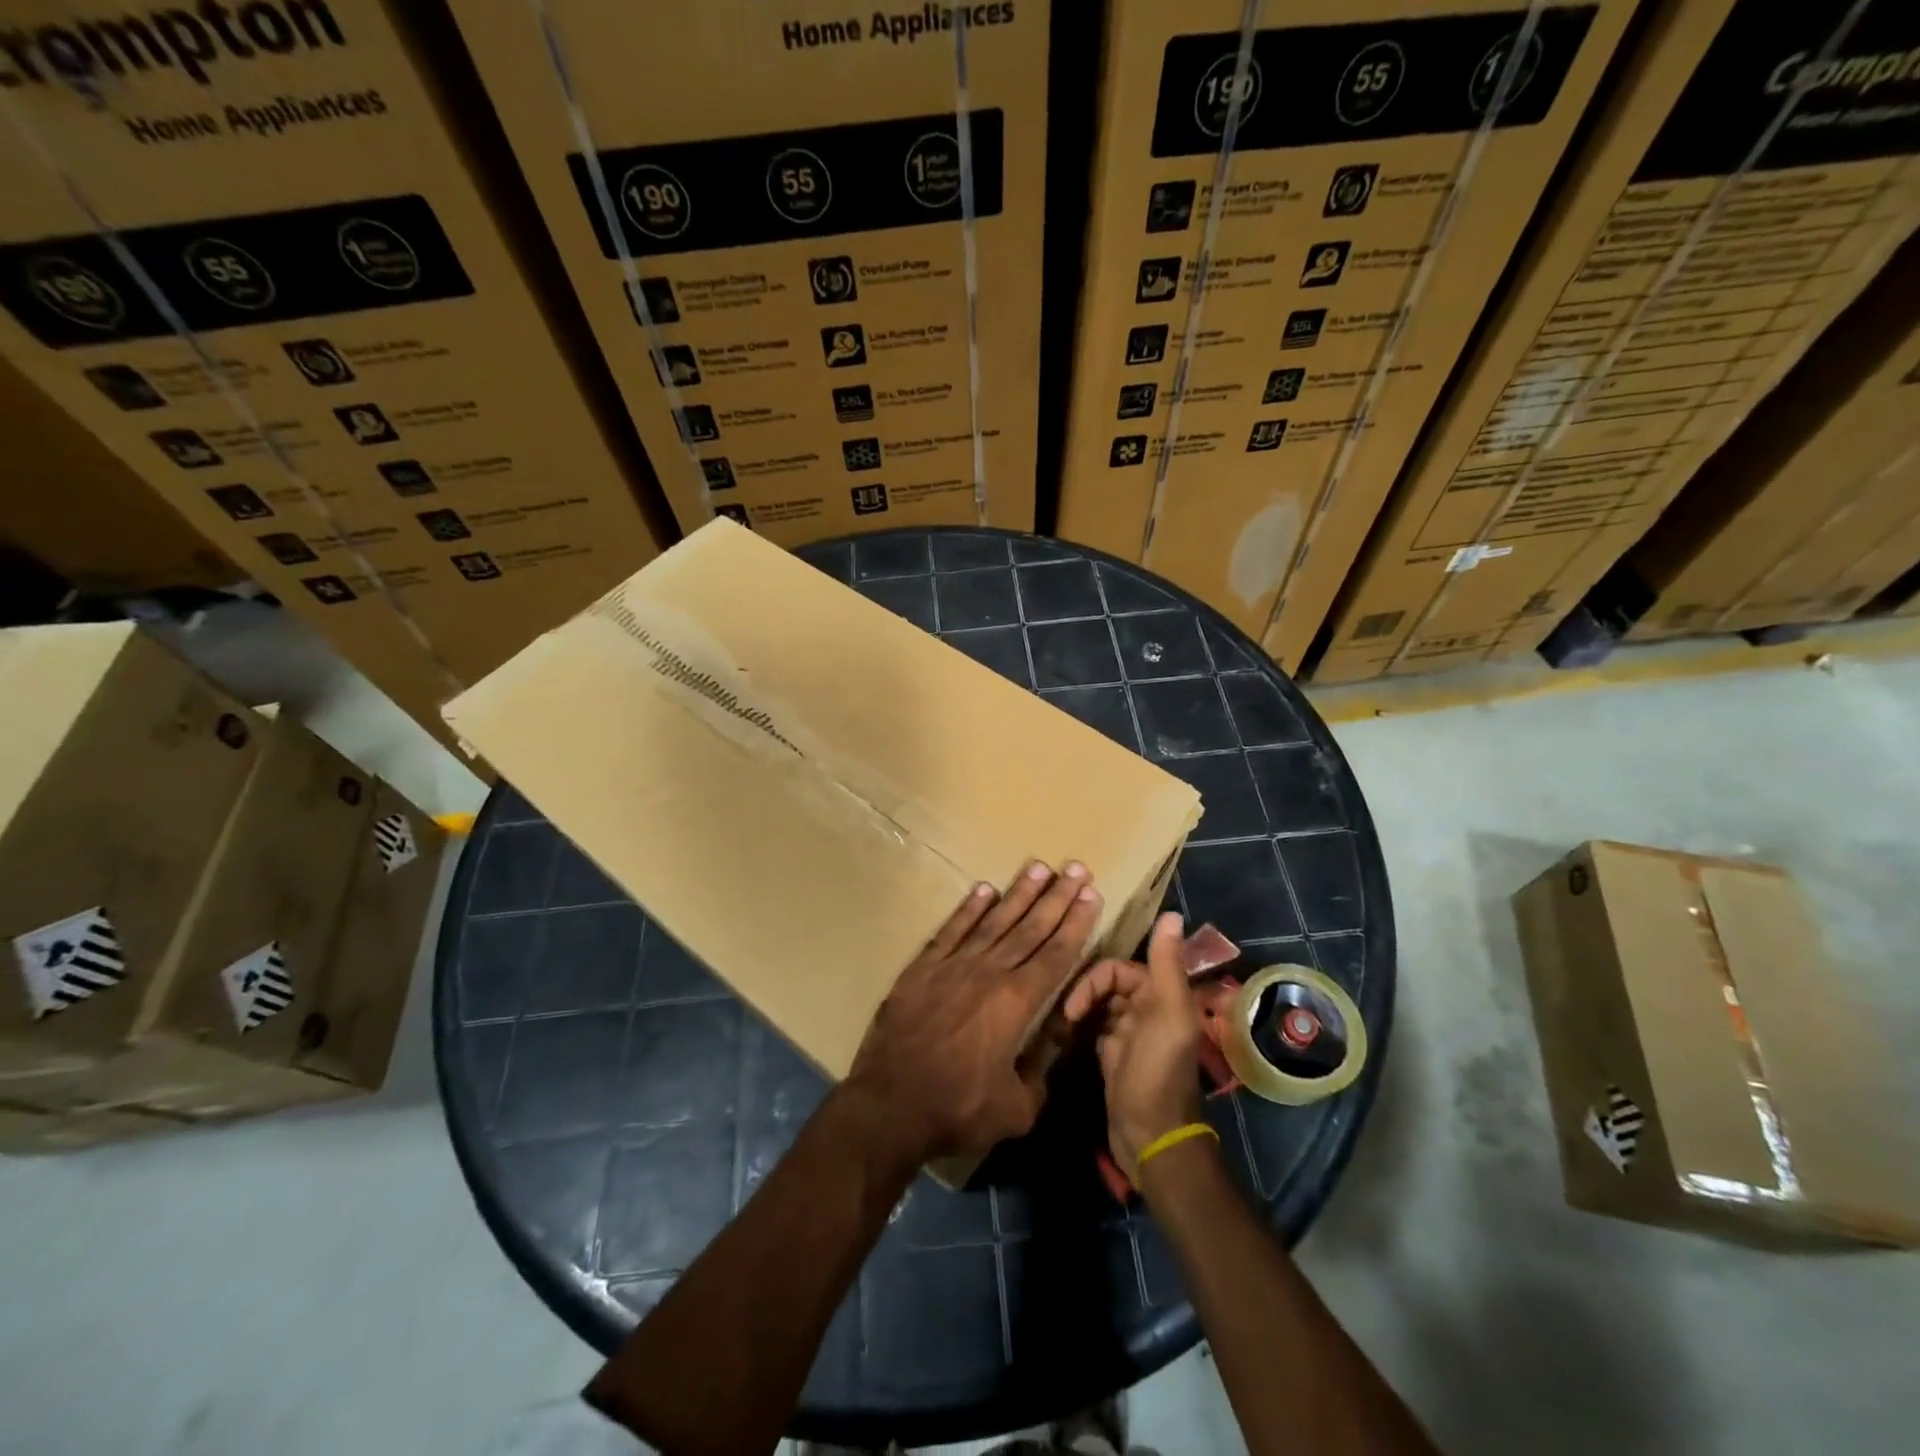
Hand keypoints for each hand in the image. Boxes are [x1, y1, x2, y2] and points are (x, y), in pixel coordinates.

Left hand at [848, 862, 1102, 1167]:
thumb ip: (1040, 1072)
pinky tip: (984, 889)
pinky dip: (969, 908)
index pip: (1057, 954)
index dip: (1077, 923)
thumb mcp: (1016, 1109)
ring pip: (994, 920)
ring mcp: (953, 965)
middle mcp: (989, 973)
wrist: (889, 1105)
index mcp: (1017, 1003)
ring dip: (1019, 893)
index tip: (1091, 894)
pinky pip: (952, 929)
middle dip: (1057, 897)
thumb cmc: (956, 1110)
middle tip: (1076, 868)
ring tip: (1039, 867)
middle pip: (1031, 927)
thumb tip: (1054, 1042)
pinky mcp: (923, 967)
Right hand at [1062, 911, 1202, 1177]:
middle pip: (1106, 982)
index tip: (1074, 1005)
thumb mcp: (1167, 1014)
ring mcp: (1128, 1031)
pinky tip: (1059, 1032)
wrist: (1150, 1137)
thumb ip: (1167, 964)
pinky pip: (1091, 1024)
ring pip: (1097, 1002)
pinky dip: (1077, 1023)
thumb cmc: (1157, 1072)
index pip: (1118, 967)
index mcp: (1162, 994)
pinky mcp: (1111, 1052)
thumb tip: (1172, 913)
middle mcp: (1147, 1007)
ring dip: (1077, 1006)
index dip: (1095, 979)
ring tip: (1055, 1021)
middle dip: (1082, 991)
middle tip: (1061, 1014)